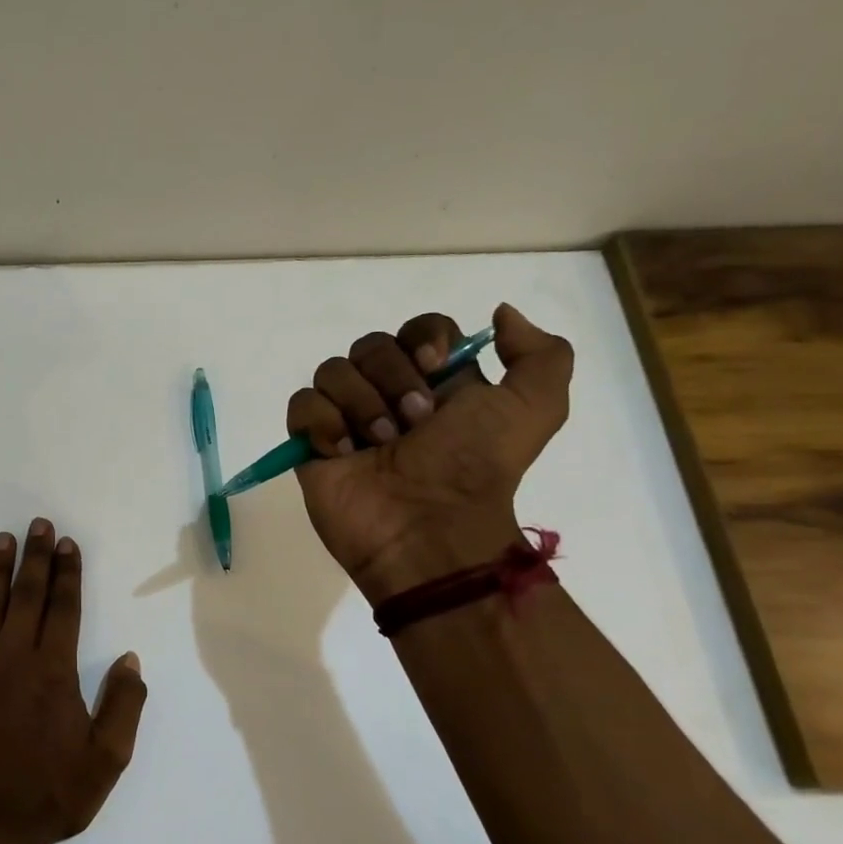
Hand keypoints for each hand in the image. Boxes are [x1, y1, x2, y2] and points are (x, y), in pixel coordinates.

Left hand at [0, 519, 147, 843]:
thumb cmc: (51, 798)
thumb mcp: (107, 760)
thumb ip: (123, 705)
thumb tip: (129, 658)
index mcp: (54, 673)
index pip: (64, 609)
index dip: (68, 573)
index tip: (67, 544)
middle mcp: (13, 660)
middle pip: (27, 597)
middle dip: (35, 558)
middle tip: (38, 524)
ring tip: (1, 539)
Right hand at [288, 303, 573, 603]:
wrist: (429, 530)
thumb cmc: (476, 468)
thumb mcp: (535, 409)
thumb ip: (540, 355)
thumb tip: (501, 313)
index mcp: (440, 383)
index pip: (420, 329)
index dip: (424, 337)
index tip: (435, 365)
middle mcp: (390, 394)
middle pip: (371, 345)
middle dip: (391, 378)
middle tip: (413, 423)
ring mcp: (347, 418)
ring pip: (332, 370)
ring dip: (360, 404)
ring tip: (379, 445)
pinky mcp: (312, 443)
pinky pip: (302, 404)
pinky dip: (321, 423)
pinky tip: (342, 454)